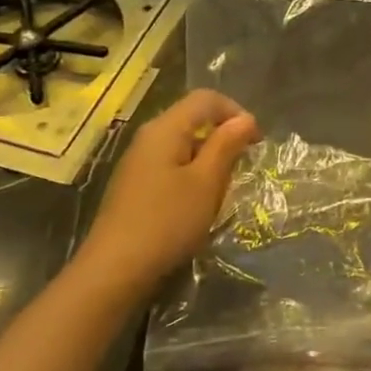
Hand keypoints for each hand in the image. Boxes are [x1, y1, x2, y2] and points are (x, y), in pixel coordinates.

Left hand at [78, 89, 260, 293]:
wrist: (114, 270)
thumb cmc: (167, 221)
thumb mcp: (207, 182)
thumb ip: (227, 145)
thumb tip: (246, 119)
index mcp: (165, 128)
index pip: (206, 99)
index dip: (236, 112)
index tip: (256, 142)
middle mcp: (148, 137)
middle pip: (193, 119)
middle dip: (223, 137)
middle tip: (242, 166)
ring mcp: (138, 162)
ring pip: (183, 144)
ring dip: (209, 158)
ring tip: (222, 188)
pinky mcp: (135, 185)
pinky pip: (171, 165)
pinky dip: (192, 174)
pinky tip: (197, 203)